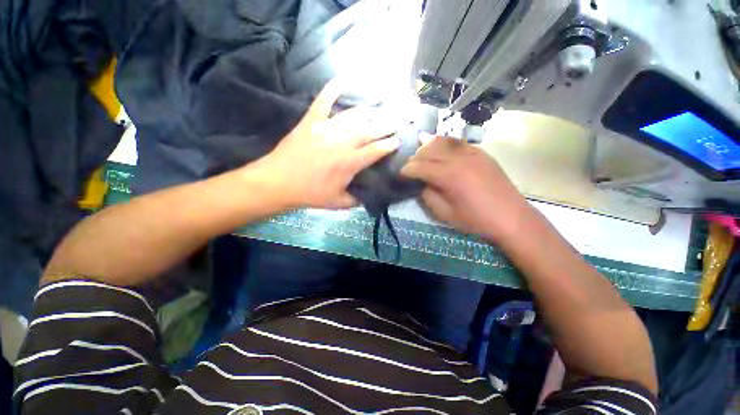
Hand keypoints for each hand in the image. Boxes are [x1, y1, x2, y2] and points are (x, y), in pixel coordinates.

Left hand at [254, 80, 400, 208]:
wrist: (278, 182)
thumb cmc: (310, 194)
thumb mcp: (338, 203)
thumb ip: (357, 200)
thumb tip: (369, 196)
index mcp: (350, 162)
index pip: (376, 150)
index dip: (389, 144)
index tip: (397, 140)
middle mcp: (342, 142)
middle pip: (370, 130)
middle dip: (386, 125)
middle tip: (396, 121)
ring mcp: (326, 128)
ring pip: (353, 115)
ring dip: (369, 112)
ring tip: (378, 110)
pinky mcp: (311, 120)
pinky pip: (324, 100)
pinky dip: (333, 89)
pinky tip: (343, 79)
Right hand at [401, 137, 534, 242]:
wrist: (511, 217)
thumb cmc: (475, 219)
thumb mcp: (445, 214)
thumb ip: (428, 196)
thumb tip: (421, 184)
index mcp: (448, 175)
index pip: (419, 166)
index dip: (406, 170)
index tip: (399, 175)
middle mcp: (458, 158)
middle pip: (428, 150)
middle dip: (415, 158)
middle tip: (410, 167)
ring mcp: (471, 153)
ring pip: (442, 141)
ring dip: (428, 146)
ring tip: (420, 154)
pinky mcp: (481, 153)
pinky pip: (457, 142)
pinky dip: (444, 143)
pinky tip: (440, 148)